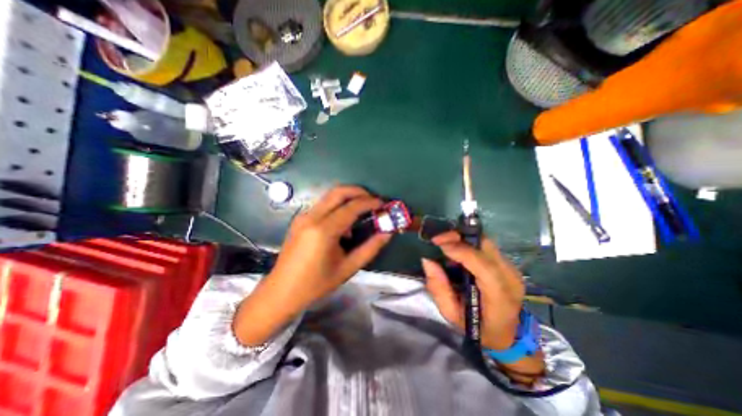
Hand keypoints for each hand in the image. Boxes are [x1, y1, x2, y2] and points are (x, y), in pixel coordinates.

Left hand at [269, 187, 392, 310]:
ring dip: (349, 197)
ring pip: (330, 195)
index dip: (370, 202)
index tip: (383, 204)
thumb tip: (387, 232)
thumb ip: (370, 248)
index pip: (351, 207)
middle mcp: (312, 217)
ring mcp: (303, 216)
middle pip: (338, 191)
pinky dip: (338, 205)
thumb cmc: (316, 284)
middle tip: (373, 201)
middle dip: (359, 191)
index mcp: (323, 231)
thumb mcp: (348, 268)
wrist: (282, 291)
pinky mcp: (300, 218)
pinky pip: (323, 204)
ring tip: (362, 211)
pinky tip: (344, 223)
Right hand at [424, 231, 525, 350]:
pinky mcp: (508, 264)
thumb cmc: (476, 326)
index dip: (461, 251)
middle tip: (438, 239)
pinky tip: (457, 249)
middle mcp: (510, 278)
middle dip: (459, 237)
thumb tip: (427, 260)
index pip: (484, 267)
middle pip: (486, 246)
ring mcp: (511, 268)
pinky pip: (486, 246)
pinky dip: (469, 243)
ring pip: (485, 241)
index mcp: (499, 297)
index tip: (438, 244)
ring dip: (463, 238)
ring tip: (445, 243)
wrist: (506, 333)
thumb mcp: (451, 313)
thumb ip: (438, 287)